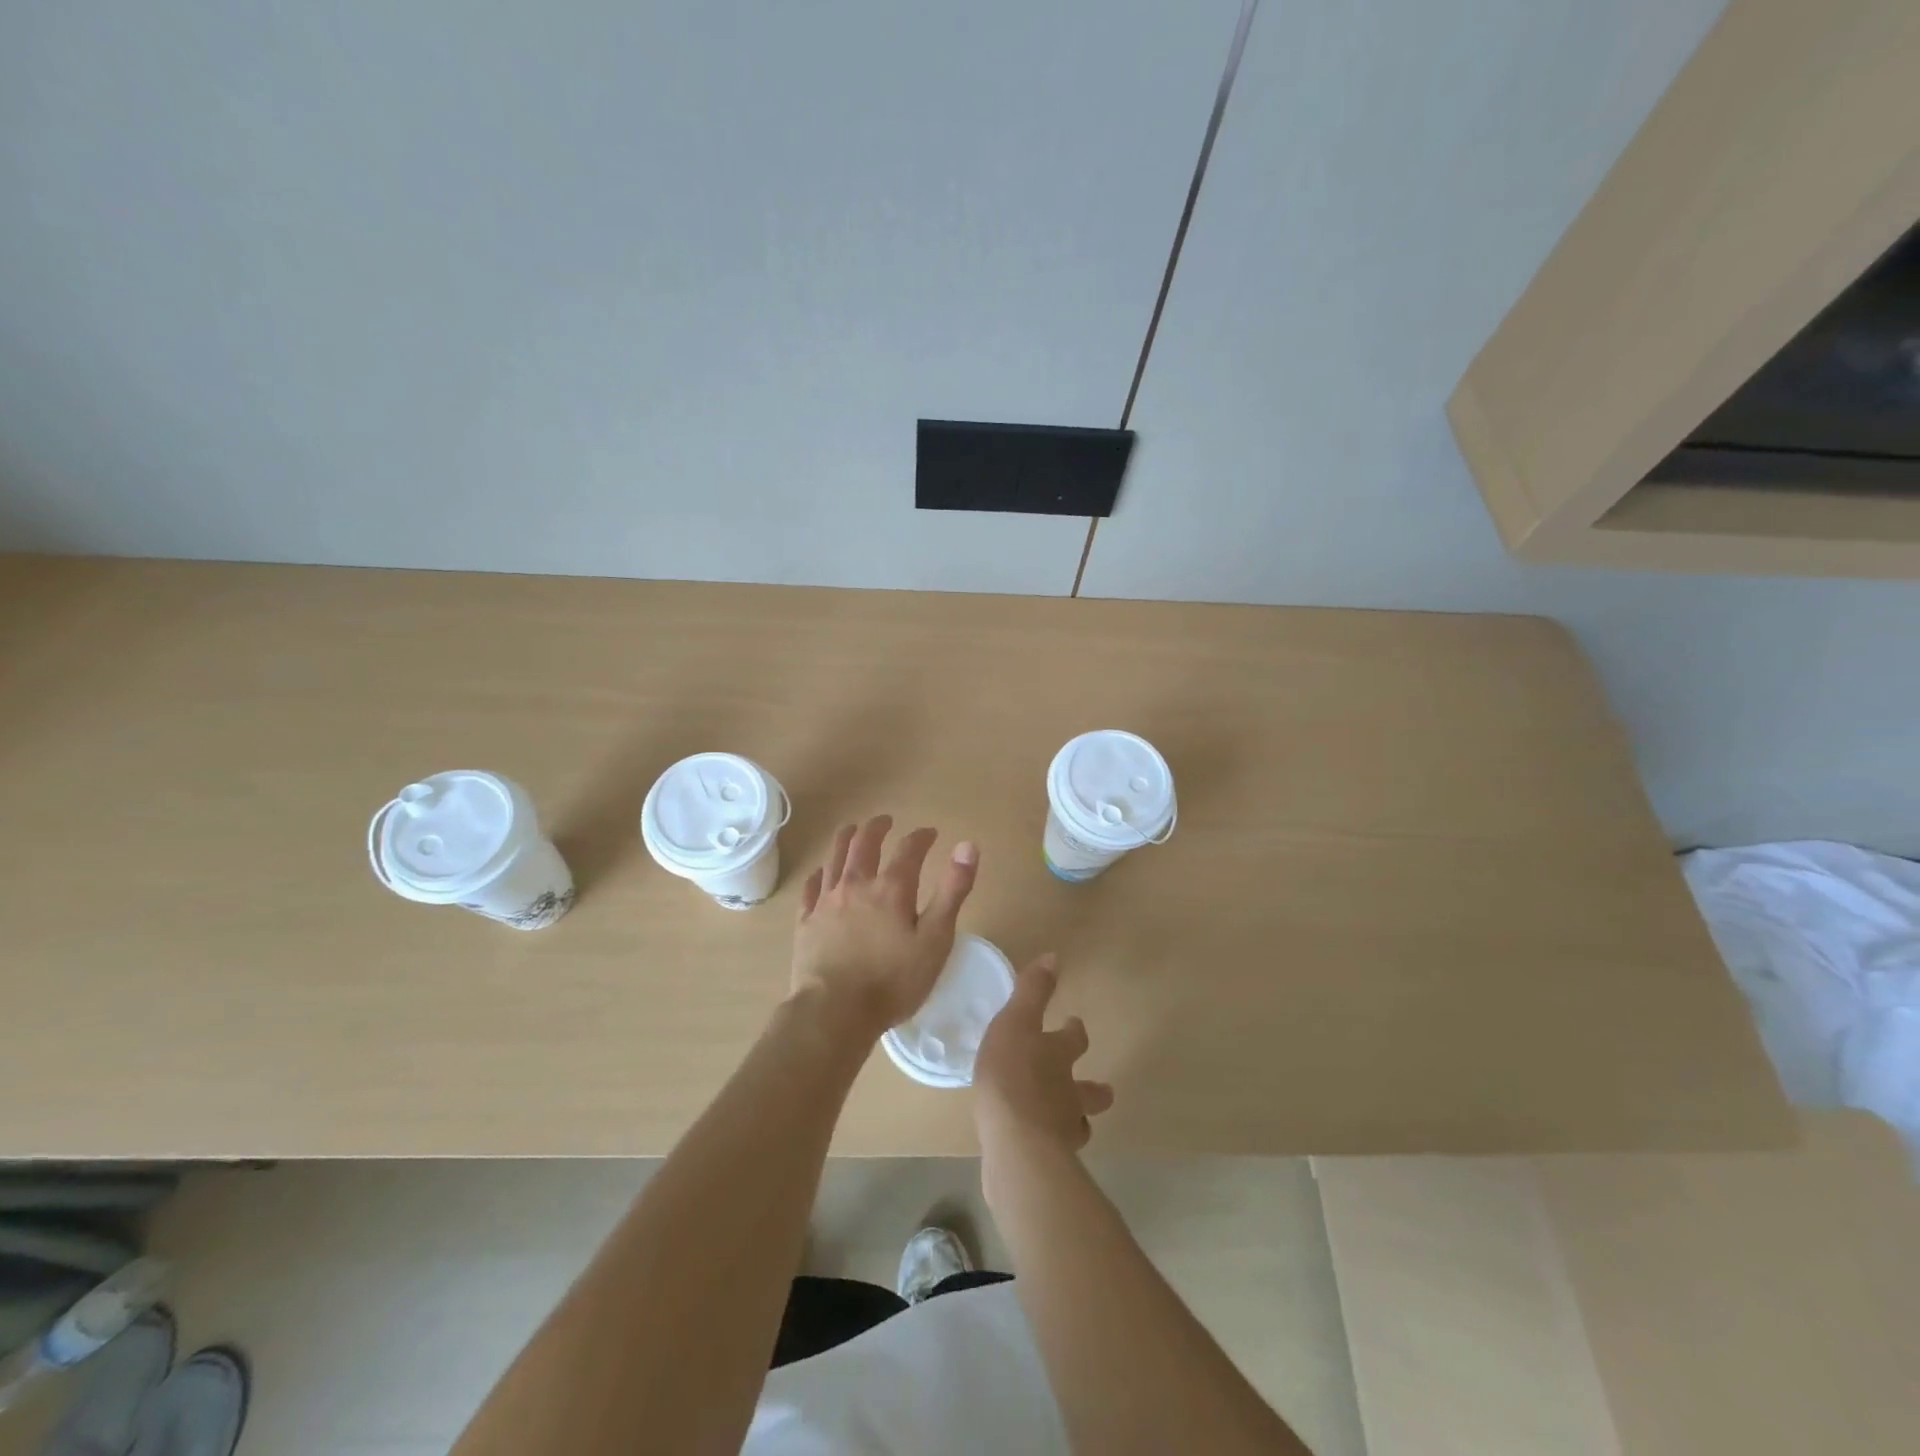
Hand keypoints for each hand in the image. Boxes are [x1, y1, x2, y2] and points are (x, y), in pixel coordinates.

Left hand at [790, 815, 977, 1038]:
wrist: (834, 1012)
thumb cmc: (893, 981)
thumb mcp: (935, 939)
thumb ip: (952, 892)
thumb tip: (967, 845)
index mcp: (891, 888)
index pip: (909, 850)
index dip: (921, 838)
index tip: (930, 833)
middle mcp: (856, 885)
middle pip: (864, 844)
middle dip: (877, 828)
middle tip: (885, 821)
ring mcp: (827, 902)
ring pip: (834, 858)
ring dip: (845, 839)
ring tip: (851, 829)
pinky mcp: (806, 922)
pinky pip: (811, 888)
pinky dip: (818, 874)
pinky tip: (821, 873)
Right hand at [973, 953, 1114, 1173]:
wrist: (1015, 1141)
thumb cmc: (1012, 1073)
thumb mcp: (1016, 1022)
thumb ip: (1032, 992)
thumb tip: (1054, 957)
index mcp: (1060, 1055)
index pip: (1075, 1038)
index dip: (1074, 1031)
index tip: (1074, 1024)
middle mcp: (1069, 1091)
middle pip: (1091, 1091)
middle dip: (1094, 1088)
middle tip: (1098, 1088)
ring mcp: (1063, 1130)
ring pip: (1079, 1124)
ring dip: (1076, 1119)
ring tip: (1070, 1122)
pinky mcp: (1048, 1161)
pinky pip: (1055, 1151)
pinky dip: (1052, 1146)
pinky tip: (1040, 1147)